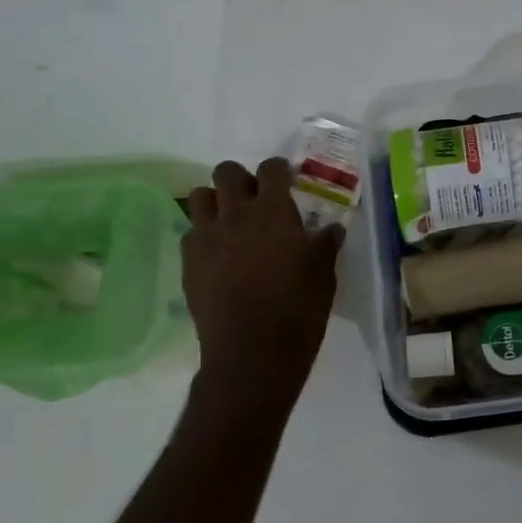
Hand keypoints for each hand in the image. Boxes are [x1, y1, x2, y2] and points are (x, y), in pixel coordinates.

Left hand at [183, 158, 344, 420]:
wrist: (253, 352)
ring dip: (215, 201)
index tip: (285, 179)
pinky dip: (203, 235)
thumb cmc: (298, 310)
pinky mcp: (189, 262)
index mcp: (274, 211)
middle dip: (240, 178)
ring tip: (228, 221)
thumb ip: (325, 245)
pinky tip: (217, 255)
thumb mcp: (324, 275)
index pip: (271, 169)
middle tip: (254, 199)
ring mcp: (207, 237)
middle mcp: (236, 214)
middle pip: (227, 172)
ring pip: (199, 196)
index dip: (278, 170)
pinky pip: (190, 233)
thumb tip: (332, 229)